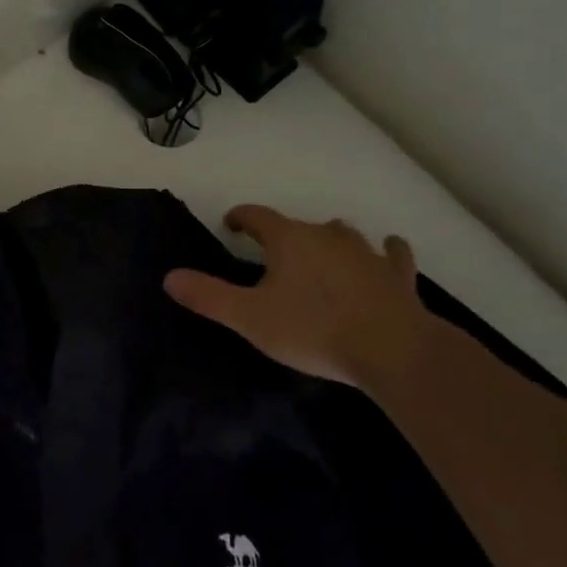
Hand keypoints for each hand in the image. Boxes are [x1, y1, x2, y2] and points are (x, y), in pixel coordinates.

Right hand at [164, 205, 429, 392]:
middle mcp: (327, 235)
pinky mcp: (398, 275)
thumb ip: (208, 296)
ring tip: (322, 254)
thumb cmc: (313, 329)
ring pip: (343, 233)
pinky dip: (386, 252)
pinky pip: (392, 253)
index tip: (232, 224)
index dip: (241, 217)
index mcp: (289, 240)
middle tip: (273, 257)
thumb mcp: (249, 318)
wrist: (392, 350)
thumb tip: (169, 277)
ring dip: (329, 240)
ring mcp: (366, 252)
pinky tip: (386, 253)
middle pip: (299, 225)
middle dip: (284, 235)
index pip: (258, 216)